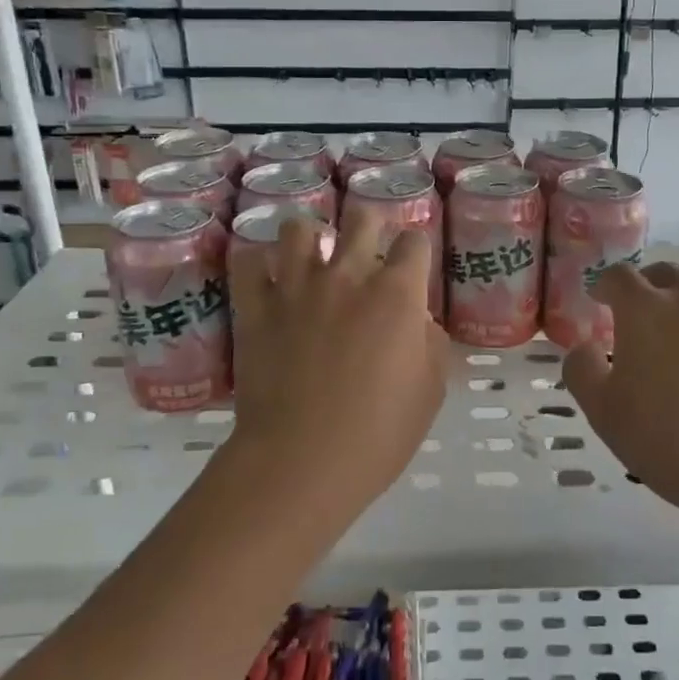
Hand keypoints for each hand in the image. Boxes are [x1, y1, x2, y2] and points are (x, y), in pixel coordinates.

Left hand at [222, 217, 447, 519]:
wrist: (302, 461)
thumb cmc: (378, 433)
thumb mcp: (430, 391)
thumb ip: (431, 343)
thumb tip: (417, 321)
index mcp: (396, 294)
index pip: (415, 242)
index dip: (417, 250)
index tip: (412, 267)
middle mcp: (347, 275)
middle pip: (361, 218)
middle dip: (369, 226)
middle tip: (367, 251)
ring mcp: (296, 287)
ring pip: (299, 228)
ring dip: (311, 238)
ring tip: (313, 258)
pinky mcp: (255, 307)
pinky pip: (247, 262)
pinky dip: (258, 264)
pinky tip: (268, 279)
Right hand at [562, 263, 678, 534]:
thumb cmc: (670, 441)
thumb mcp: (603, 413)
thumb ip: (582, 370)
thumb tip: (585, 346)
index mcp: (645, 310)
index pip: (618, 276)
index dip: (606, 285)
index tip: (602, 299)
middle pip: (666, 274)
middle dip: (650, 288)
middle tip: (647, 317)